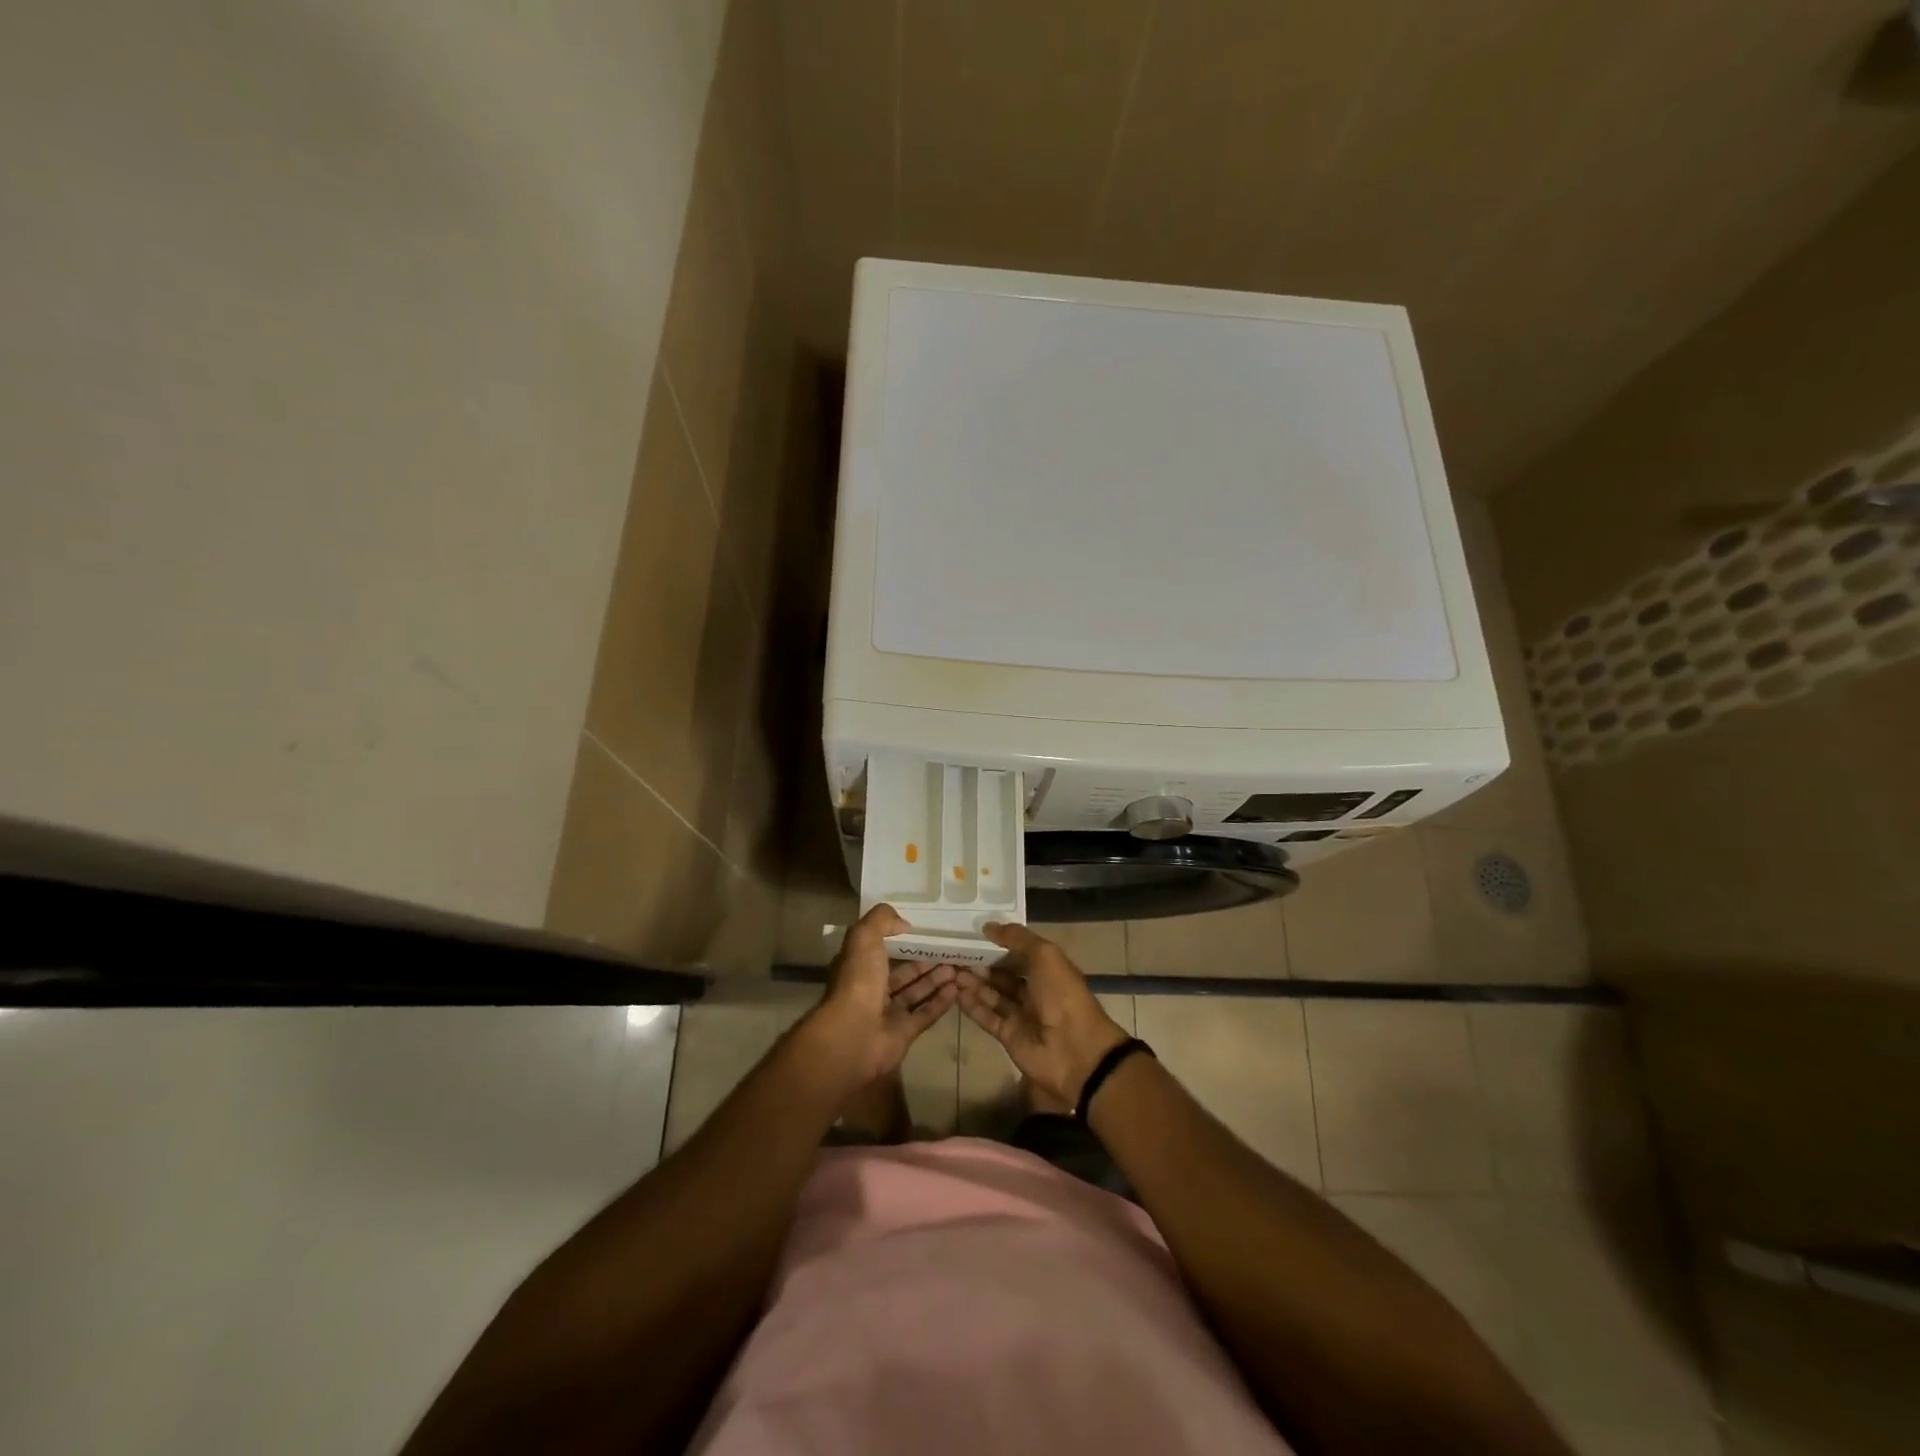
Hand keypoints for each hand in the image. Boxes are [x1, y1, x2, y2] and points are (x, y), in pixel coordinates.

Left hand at [809, 903, 959, 1085]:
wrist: (854, 1034)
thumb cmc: (858, 981)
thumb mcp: (864, 937)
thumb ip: (882, 920)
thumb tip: (904, 924)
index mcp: (859, 967)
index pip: (880, 951)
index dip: (900, 941)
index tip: (924, 932)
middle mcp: (872, 990)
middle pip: (902, 973)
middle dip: (925, 963)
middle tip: (949, 951)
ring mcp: (887, 1014)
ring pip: (915, 993)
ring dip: (935, 980)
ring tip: (957, 967)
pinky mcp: (903, 1034)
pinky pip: (925, 1014)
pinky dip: (940, 1002)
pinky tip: (956, 989)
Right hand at [956, 923, 1129, 1107]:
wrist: (1075, 1050)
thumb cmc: (1062, 994)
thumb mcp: (1044, 955)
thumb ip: (1017, 938)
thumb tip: (988, 926)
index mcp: (1047, 969)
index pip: (1018, 953)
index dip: (998, 945)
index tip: (972, 935)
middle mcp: (1034, 990)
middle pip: (1003, 974)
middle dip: (981, 964)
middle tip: (954, 953)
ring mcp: (1021, 1014)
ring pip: (992, 994)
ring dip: (973, 983)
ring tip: (950, 970)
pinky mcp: (1008, 1035)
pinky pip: (987, 1016)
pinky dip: (973, 1005)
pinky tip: (956, 992)